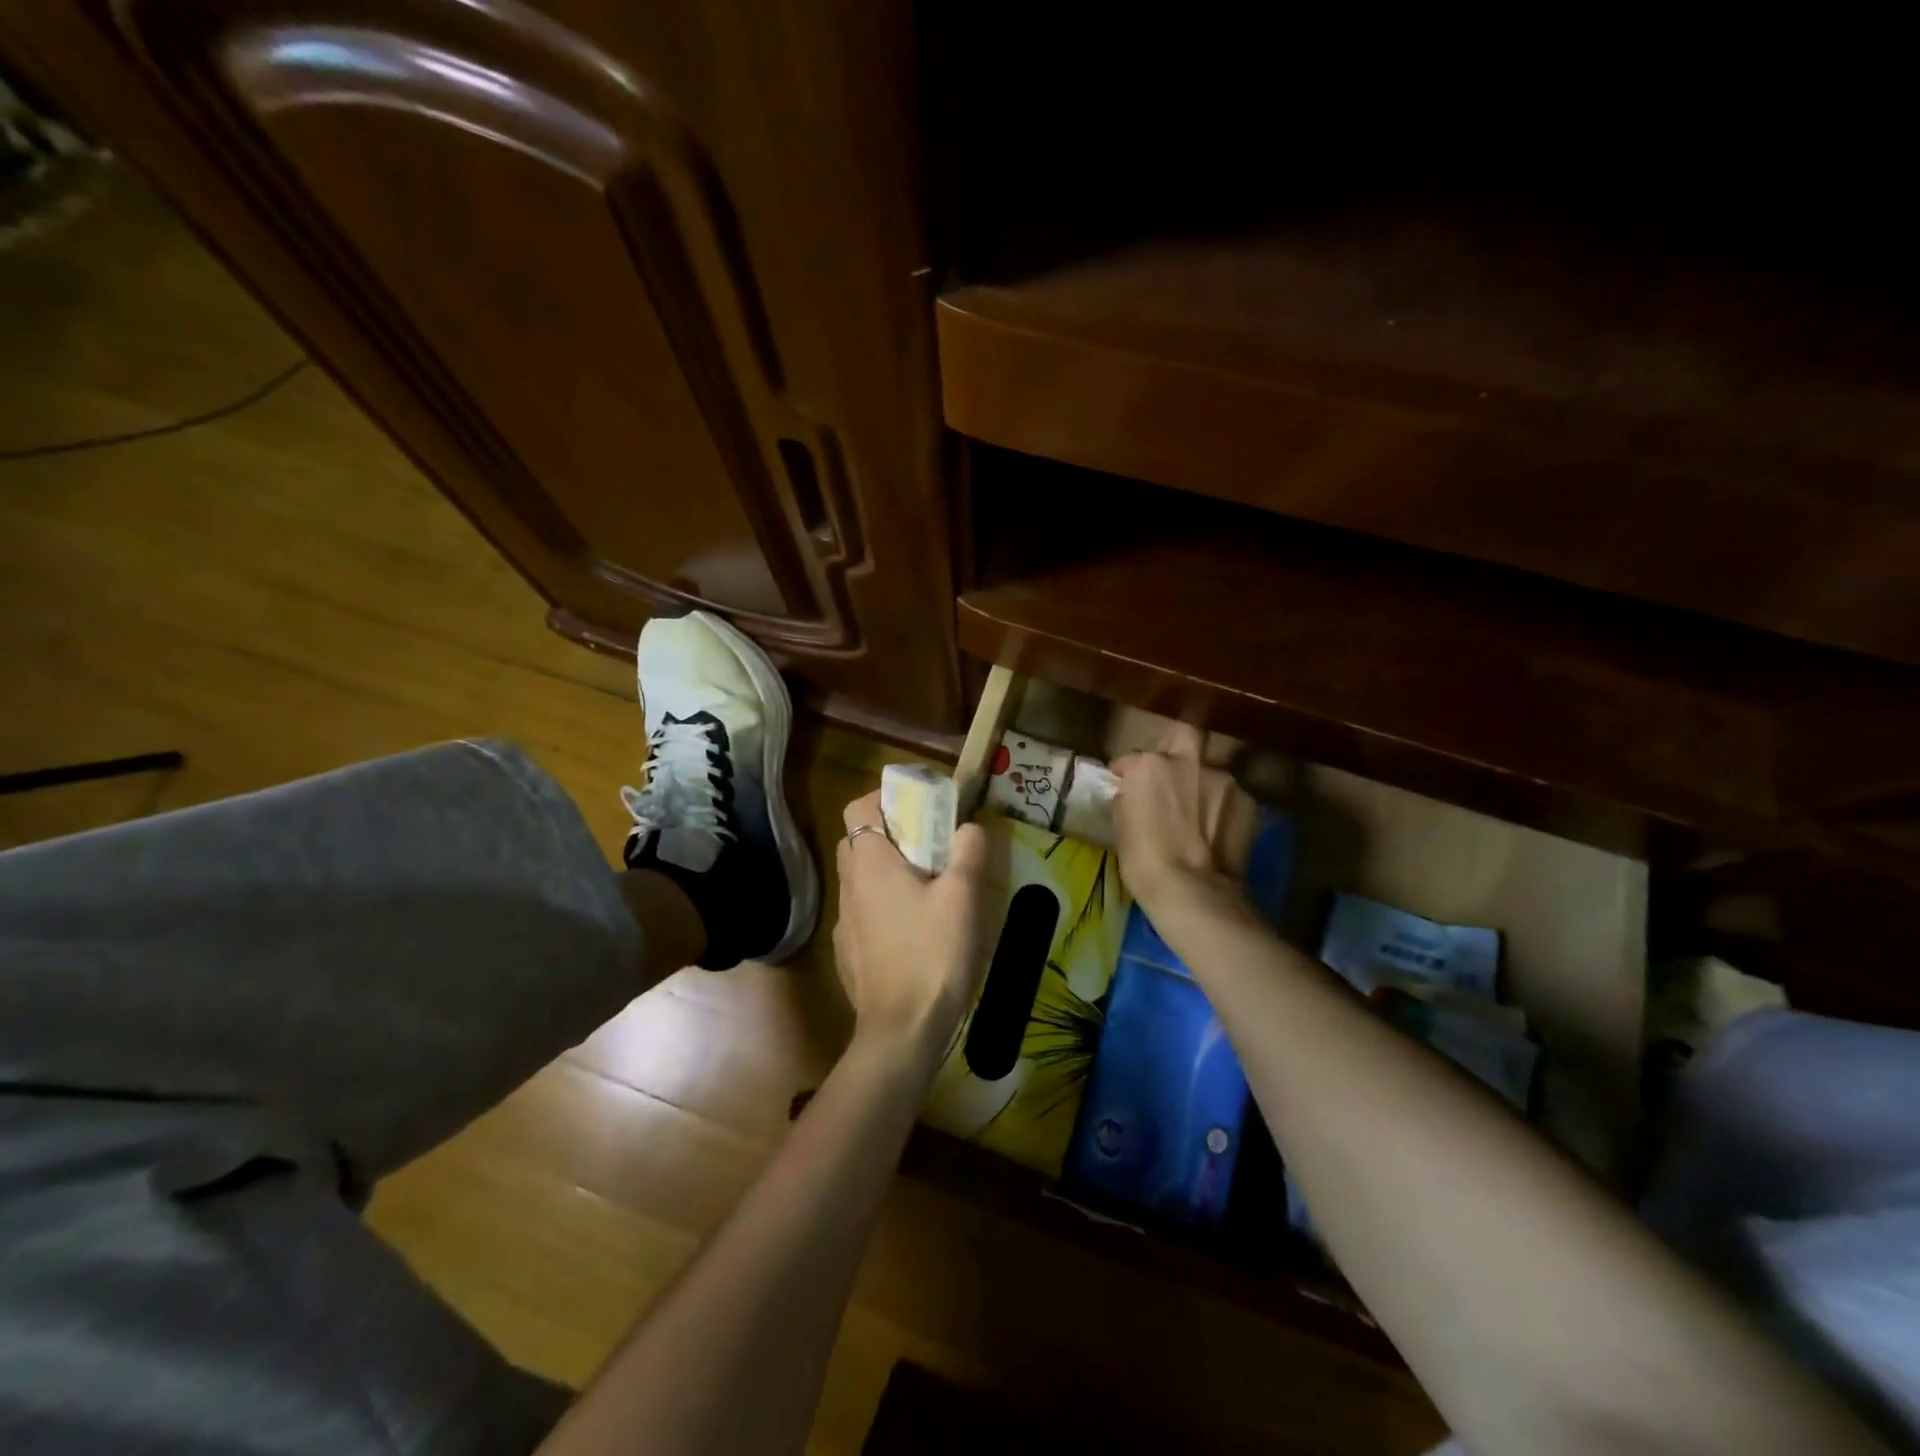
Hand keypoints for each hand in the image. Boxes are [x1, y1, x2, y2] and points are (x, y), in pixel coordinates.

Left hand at [833, 788, 988, 1060]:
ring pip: (860, 878)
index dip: (885, 798)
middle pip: (858, 840)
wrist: (902, 1030)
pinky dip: (882, 906)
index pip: (858, 808)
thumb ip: (968, 851)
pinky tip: (912, 929)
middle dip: (889, 833)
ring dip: (887, 871)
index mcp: (870, 863)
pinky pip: (862, 912)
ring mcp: (844, 921)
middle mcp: (849, 886)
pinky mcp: (847, 951)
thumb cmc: (933, 954)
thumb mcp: (962, 896)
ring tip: (927, 887)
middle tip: (928, 844)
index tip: (918, 807)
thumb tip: (969, 826)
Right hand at [1112, 723, 1258, 913]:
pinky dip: (1222, 808)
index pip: (1131, 759)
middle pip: (1182, 736)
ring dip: (1201, 786)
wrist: (1193, 891)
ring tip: (1198, 816)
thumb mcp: (1121, 826)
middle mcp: (1187, 761)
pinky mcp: (1248, 800)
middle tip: (1170, 774)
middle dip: (1175, 748)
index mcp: (1148, 765)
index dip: (1127, 774)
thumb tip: (1134, 794)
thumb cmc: (1144, 861)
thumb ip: (1130, 798)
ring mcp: (1223, 778)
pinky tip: (1217, 832)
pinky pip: (1229, 797)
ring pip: (1209, 772)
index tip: (1126, 788)